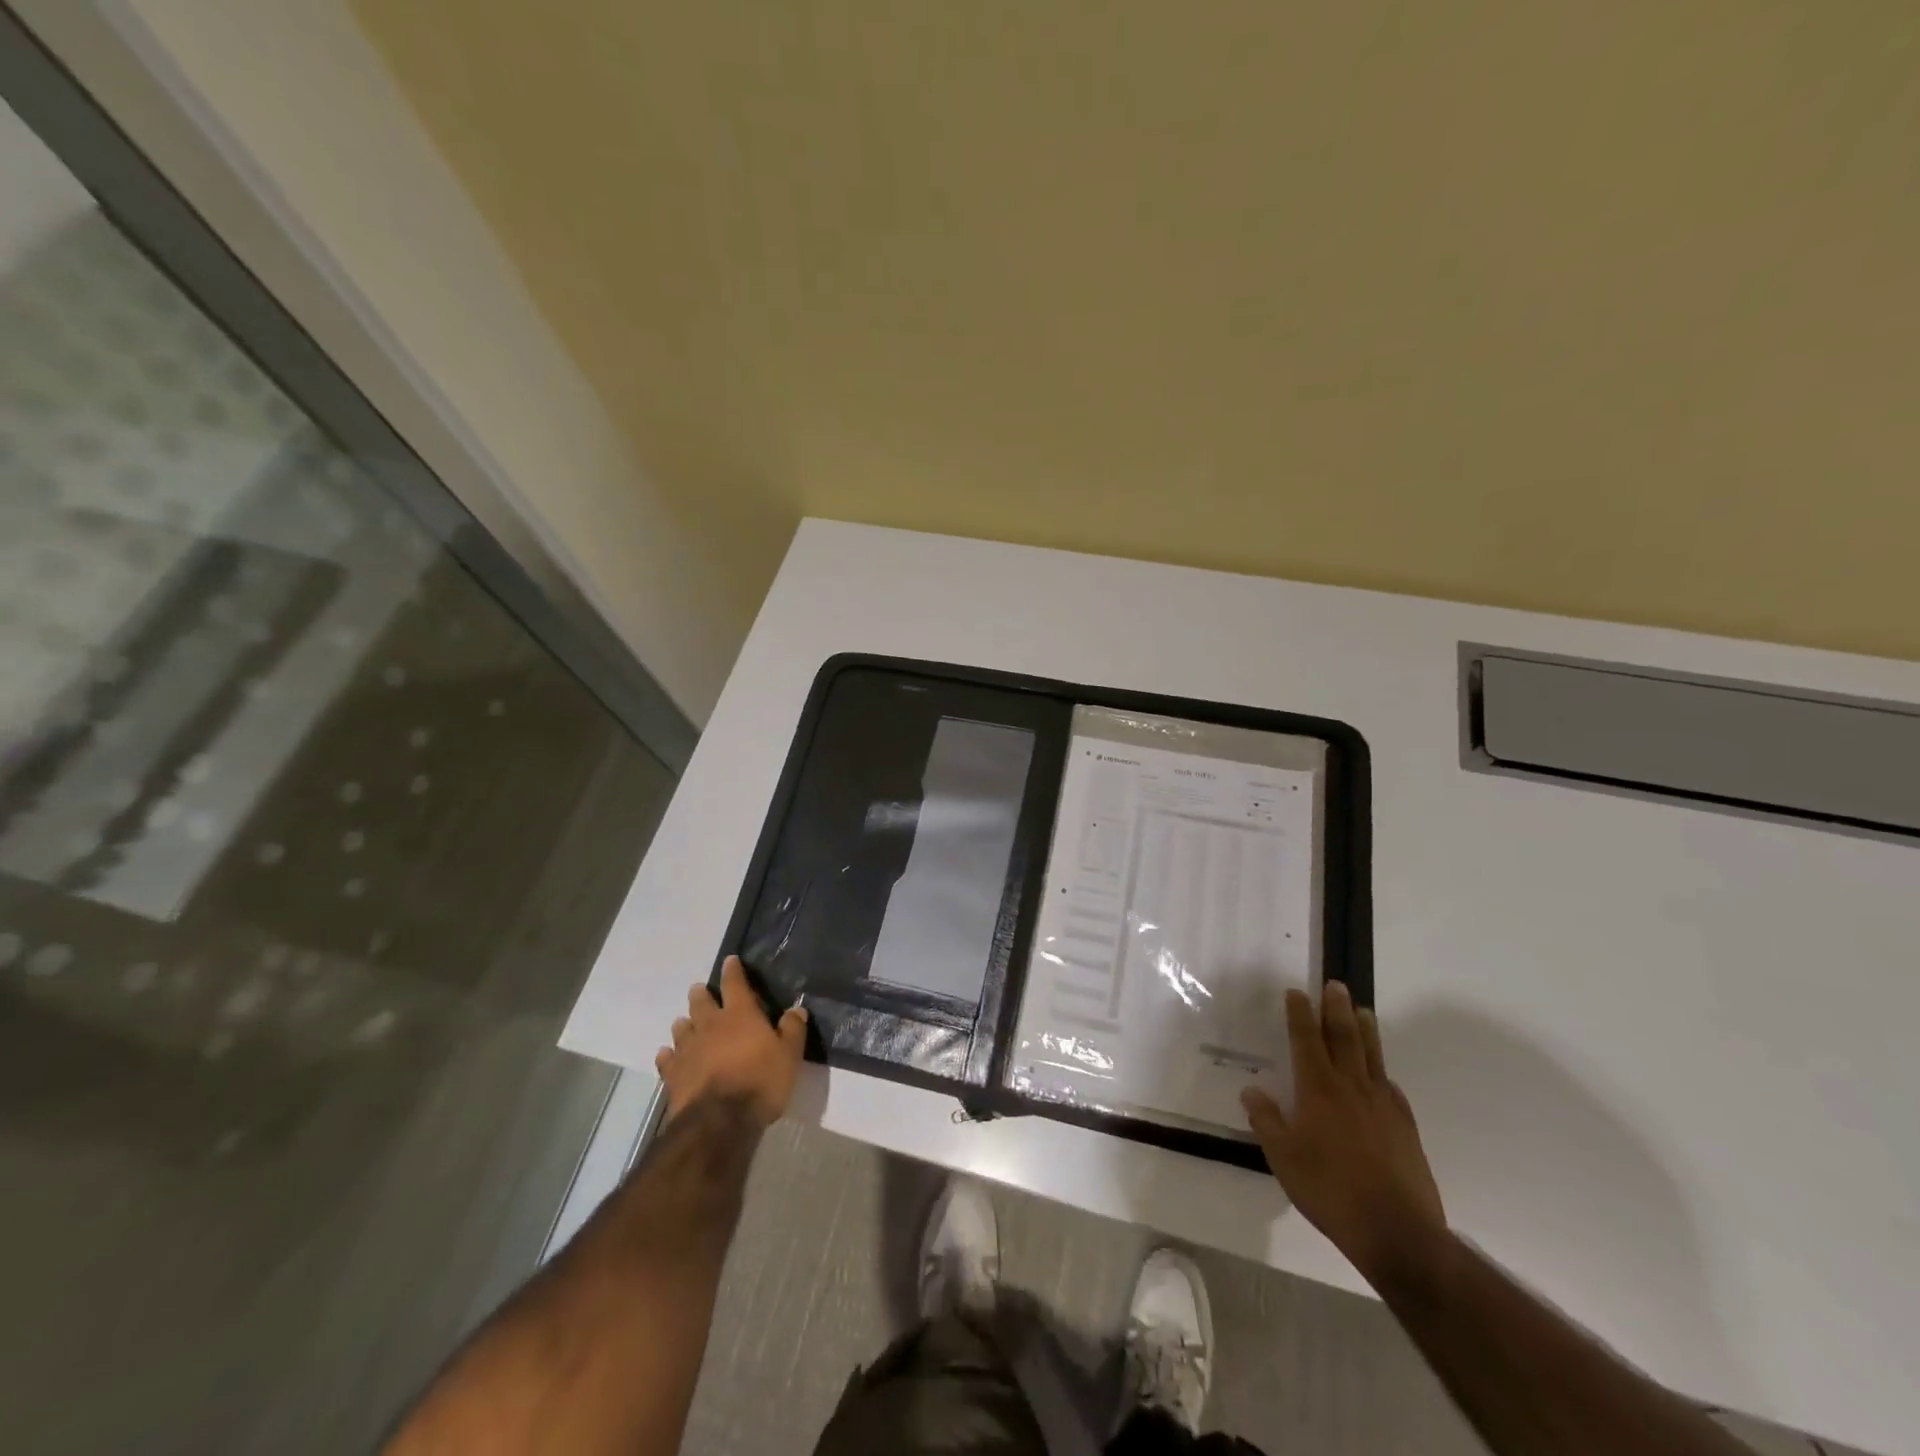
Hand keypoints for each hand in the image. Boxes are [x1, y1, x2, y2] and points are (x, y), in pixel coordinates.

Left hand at [655, 957, 807, 1126]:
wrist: (720, 1121)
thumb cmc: (761, 1081)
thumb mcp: (789, 1055)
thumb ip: (793, 1029)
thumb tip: (796, 1009)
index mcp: (740, 1015)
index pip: (735, 984)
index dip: (732, 971)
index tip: (730, 961)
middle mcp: (711, 1025)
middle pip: (701, 1003)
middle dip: (701, 994)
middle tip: (700, 990)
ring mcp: (689, 1050)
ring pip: (681, 1028)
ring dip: (684, 1024)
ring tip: (683, 1022)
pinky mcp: (674, 1075)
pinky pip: (667, 1060)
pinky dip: (667, 1055)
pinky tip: (666, 1054)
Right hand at [1241, 982, 1444, 1284]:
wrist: (1397, 1231)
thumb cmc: (1330, 1191)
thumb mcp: (1284, 1158)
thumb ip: (1267, 1120)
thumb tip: (1252, 1090)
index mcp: (1318, 1090)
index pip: (1306, 1040)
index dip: (1300, 1014)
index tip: (1296, 992)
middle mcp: (1351, 1087)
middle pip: (1344, 1038)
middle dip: (1336, 1009)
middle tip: (1336, 985)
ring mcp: (1383, 1106)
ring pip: (1373, 1057)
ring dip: (1365, 1030)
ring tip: (1363, 1010)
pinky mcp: (1405, 1128)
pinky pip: (1392, 1088)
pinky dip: (1384, 1073)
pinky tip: (1383, 1076)